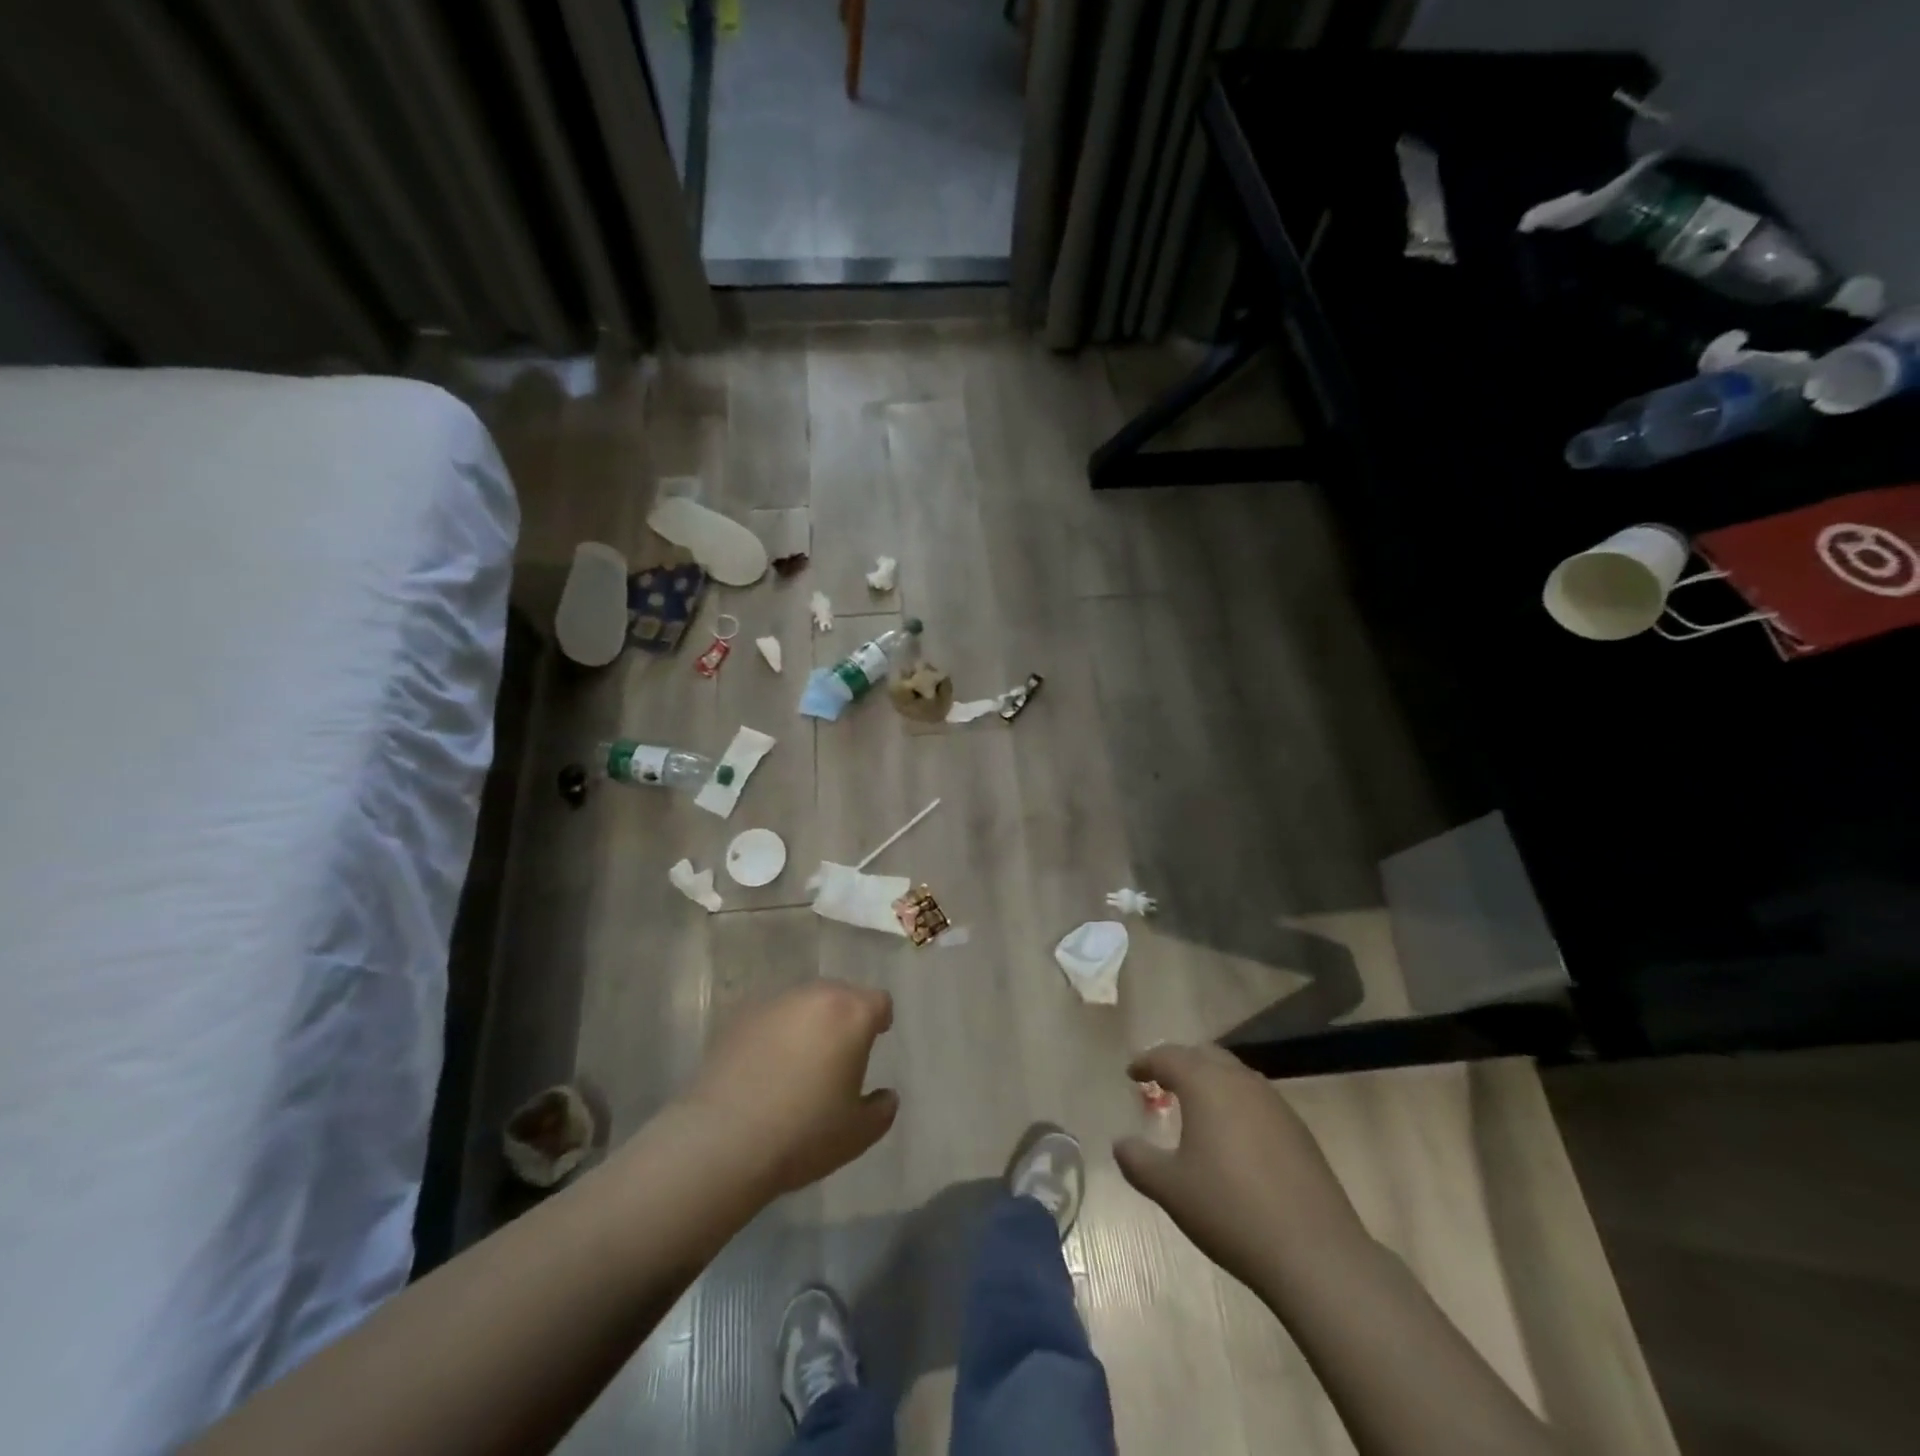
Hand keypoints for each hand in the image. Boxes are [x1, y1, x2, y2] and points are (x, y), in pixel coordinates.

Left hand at [682, 980, 898, 1194]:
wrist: (723, 1140)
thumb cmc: (804, 1133)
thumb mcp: (858, 1133)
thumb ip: (882, 1109)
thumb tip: (886, 1096)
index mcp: (851, 1015)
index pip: (878, 1000)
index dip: (880, 1018)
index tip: (876, 1038)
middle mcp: (815, 997)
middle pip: (841, 993)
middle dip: (845, 1015)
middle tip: (840, 1051)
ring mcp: (774, 1003)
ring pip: (804, 1002)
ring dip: (810, 1021)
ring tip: (801, 1058)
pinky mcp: (740, 1017)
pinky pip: (771, 1017)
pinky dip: (776, 1032)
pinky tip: (767, 1065)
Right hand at [1114, 1044, 1368, 1296]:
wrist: (1314, 1253)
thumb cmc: (1230, 1210)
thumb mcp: (1170, 1189)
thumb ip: (1138, 1161)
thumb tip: (1121, 1143)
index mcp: (1206, 1084)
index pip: (1169, 1056)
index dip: (1146, 1061)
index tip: (1132, 1073)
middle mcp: (1241, 1082)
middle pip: (1204, 1056)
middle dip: (1180, 1063)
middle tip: (1161, 1082)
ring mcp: (1275, 1104)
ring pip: (1234, 1075)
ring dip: (1210, 1082)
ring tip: (1195, 1108)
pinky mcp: (1299, 1130)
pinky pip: (1257, 1100)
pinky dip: (1235, 1104)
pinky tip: (1233, 1138)